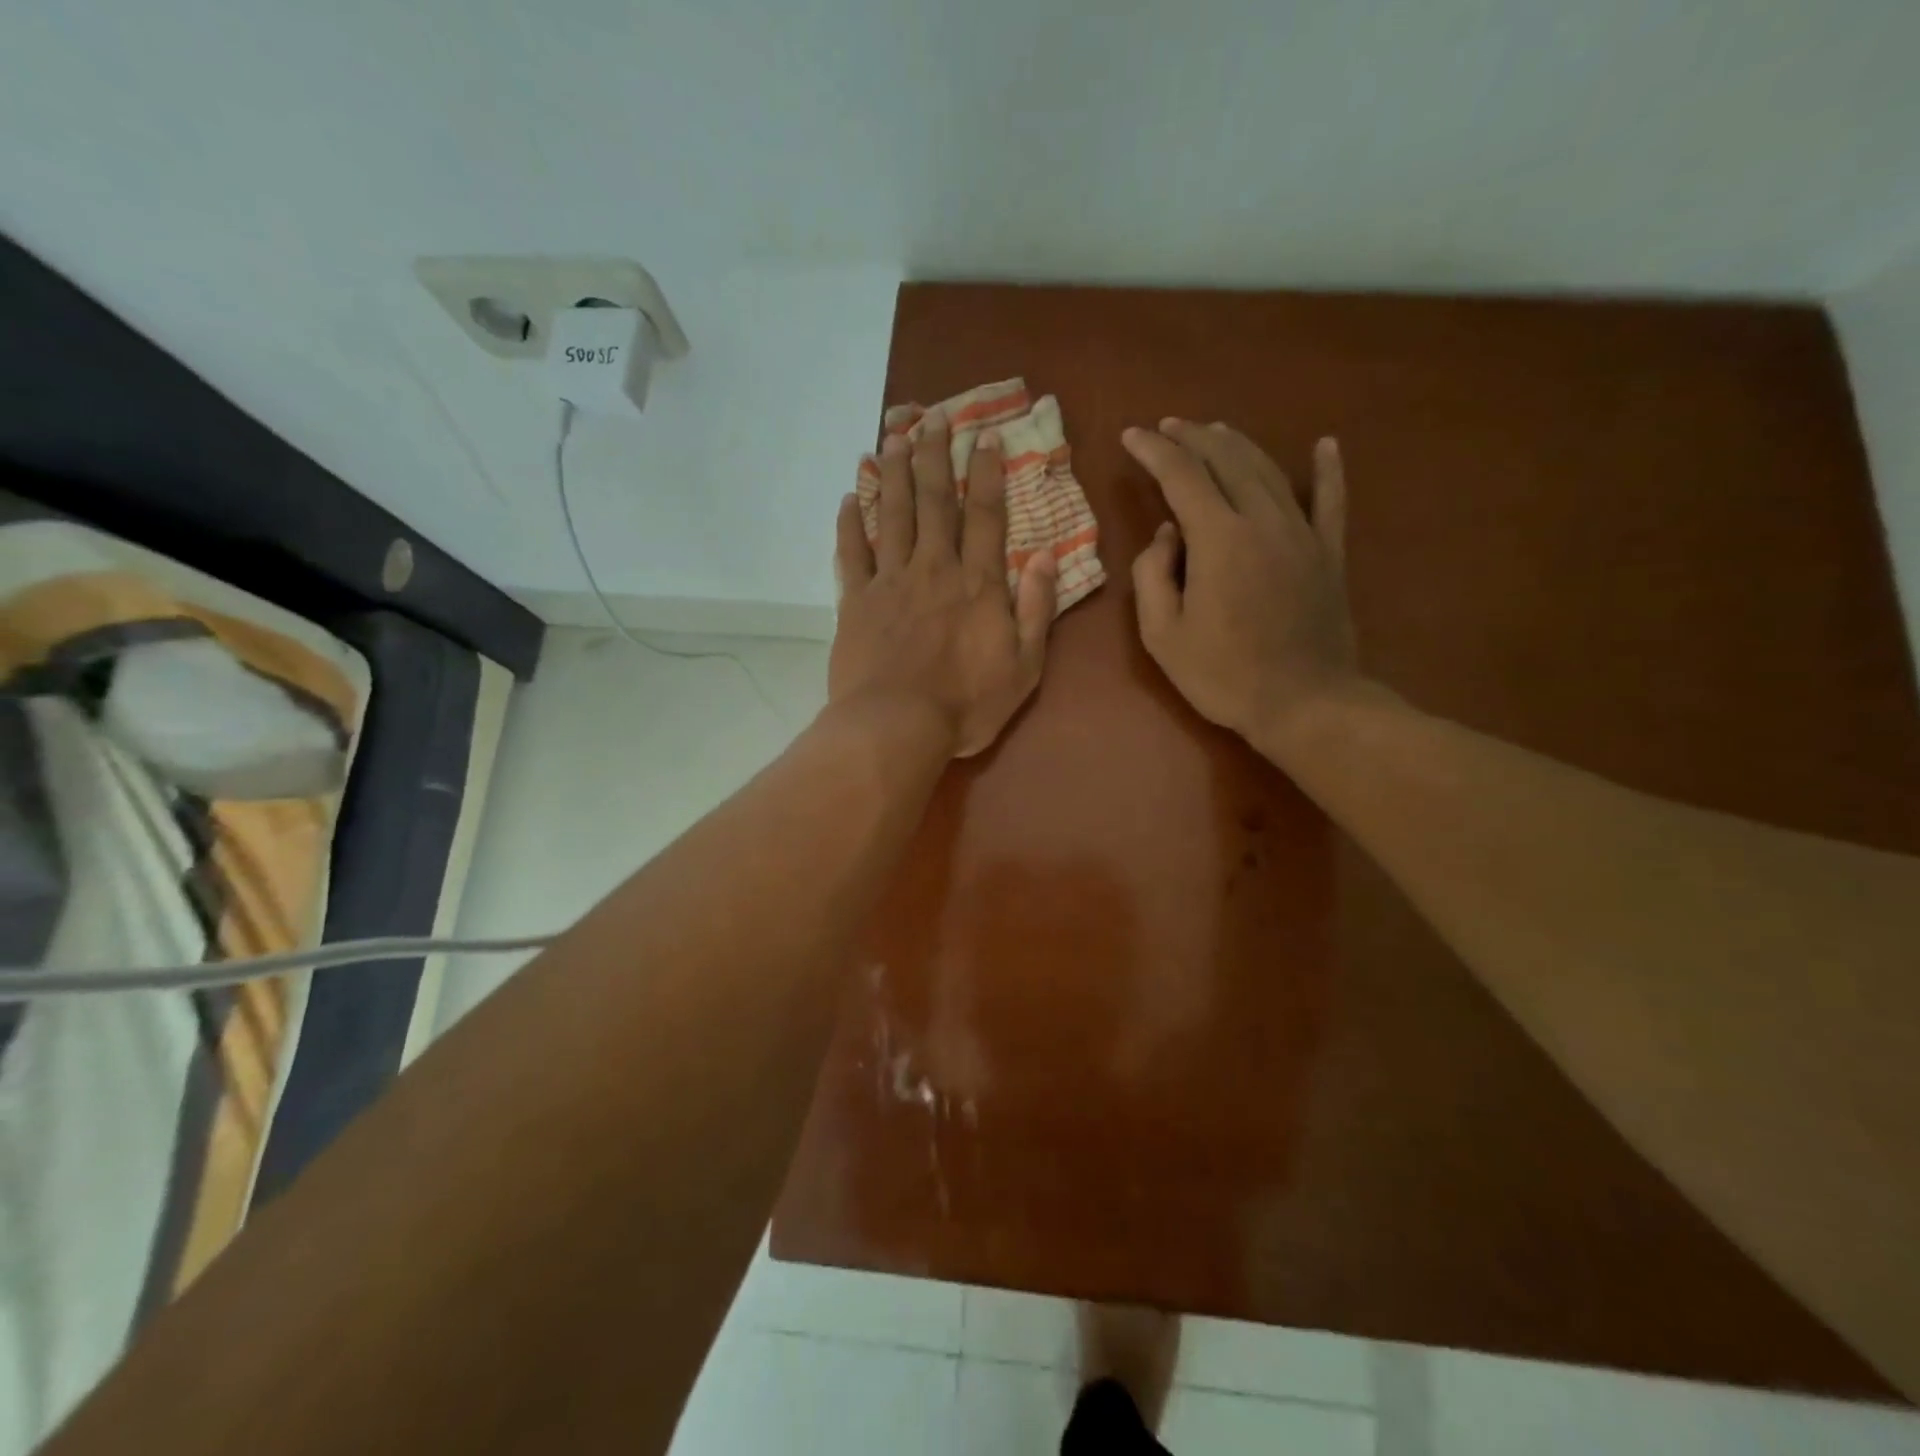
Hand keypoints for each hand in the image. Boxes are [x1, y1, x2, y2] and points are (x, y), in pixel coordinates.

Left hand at [832, 410, 1058, 757]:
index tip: (984, 434)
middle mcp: (934, 569)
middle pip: (935, 502)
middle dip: (936, 455)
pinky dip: (849, 523)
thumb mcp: (1025, 666)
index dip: (986, 473)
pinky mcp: (856, 601)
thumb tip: (1048, 557)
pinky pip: (851, 553)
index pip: (986, 516)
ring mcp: (891, 582)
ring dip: (895, 472)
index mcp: (978, 584)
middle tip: (932, 415)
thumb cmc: (967, 705)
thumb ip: (1038, 609)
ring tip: (893, 434)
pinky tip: (851, 496)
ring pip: (893, 514)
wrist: (896, 727)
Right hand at [1125, 420, 1359, 750]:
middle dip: (1193, 437)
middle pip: (1227, 460)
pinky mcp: (1329, 553)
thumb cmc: (1223, 675)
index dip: (1154, 451)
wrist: (1304, 702)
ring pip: (1269, 470)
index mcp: (1219, 539)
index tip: (1131, 436)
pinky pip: (1331, 500)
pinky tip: (1326, 445)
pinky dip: (1328, 470)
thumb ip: (1152, 575)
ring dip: (1238, 444)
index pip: (1182, 476)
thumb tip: (1166, 534)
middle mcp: (1263, 520)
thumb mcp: (1162, 635)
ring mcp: (1303, 533)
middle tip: (1168, 427)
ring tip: (1214, 430)